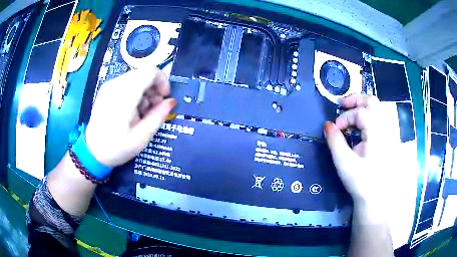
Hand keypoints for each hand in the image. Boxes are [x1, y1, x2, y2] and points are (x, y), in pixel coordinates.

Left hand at [85, 68, 175, 166]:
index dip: (162, 81)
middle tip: (154, 108)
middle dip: (154, 88)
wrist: (92, 152)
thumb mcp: (142, 137)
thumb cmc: (117, 147)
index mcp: (125, 95)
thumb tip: (171, 101)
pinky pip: (127, 83)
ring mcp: (109, 85)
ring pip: (136, 77)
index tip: (164, 97)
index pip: (150, 71)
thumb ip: (158, 116)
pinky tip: (132, 110)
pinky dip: (135, 92)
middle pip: (144, 73)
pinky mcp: (106, 89)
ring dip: (145, 91)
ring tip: (142, 112)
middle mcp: (116, 84)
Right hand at [324, 94, 386, 208]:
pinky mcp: (387, 138)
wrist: (376, 198)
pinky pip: (377, 119)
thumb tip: (327, 125)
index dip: (344, 117)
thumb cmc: (361, 181)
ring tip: (349, 115)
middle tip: (341, 105)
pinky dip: (366, 117)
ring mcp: (388, 132)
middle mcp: (385, 128)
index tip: (335, 130)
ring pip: (376, 108)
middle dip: (355, 100)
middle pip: (372, 101)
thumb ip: (335, 141)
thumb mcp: (344, 163)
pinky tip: (358, 127)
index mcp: (376, 133)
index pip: (360, 112)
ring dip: (361, 107)